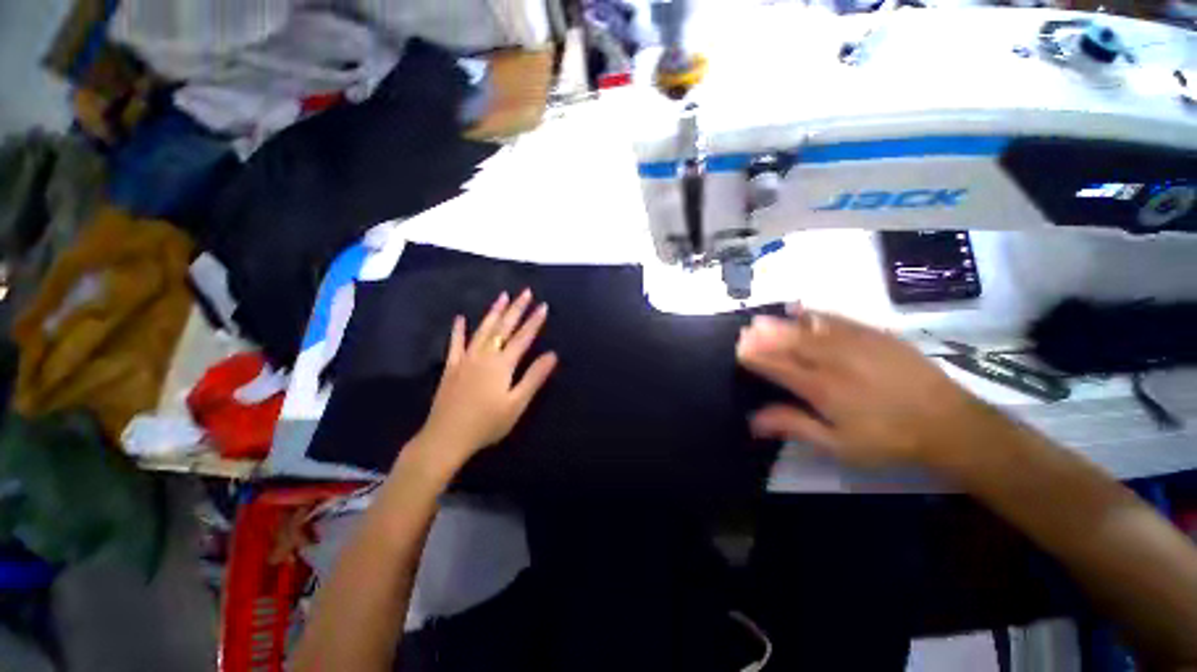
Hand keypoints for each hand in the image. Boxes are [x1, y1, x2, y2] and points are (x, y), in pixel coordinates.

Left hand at [408, 289, 557, 478]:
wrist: (446, 437)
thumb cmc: (487, 423)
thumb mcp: (516, 404)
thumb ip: (534, 377)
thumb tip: (552, 355)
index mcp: (502, 364)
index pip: (523, 337)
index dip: (534, 321)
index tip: (544, 306)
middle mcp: (484, 355)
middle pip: (503, 327)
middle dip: (516, 308)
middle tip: (526, 292)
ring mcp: (465, 359)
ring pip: (482, 329)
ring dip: (494, 311)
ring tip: (502, 295)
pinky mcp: (452, 367)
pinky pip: (455, 343)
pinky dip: (458, 330)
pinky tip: (460, 318)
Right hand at [736, 306, 984, 468]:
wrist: (949, 423)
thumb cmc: (889, 439)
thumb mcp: (839, 445)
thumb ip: (795, 426)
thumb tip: (753, 420)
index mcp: (822, 388)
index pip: (778, 367)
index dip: (756, 358)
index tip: (740, 351)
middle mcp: (833, 360)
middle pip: (790, 344)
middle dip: (764, 337)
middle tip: (745, 332)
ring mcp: (855, 344)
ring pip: (808, 330)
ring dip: (781, 325)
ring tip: (761, 320)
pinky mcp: (875, 335)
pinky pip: (838, 319)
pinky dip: (815, 314)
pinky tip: (801, 309)